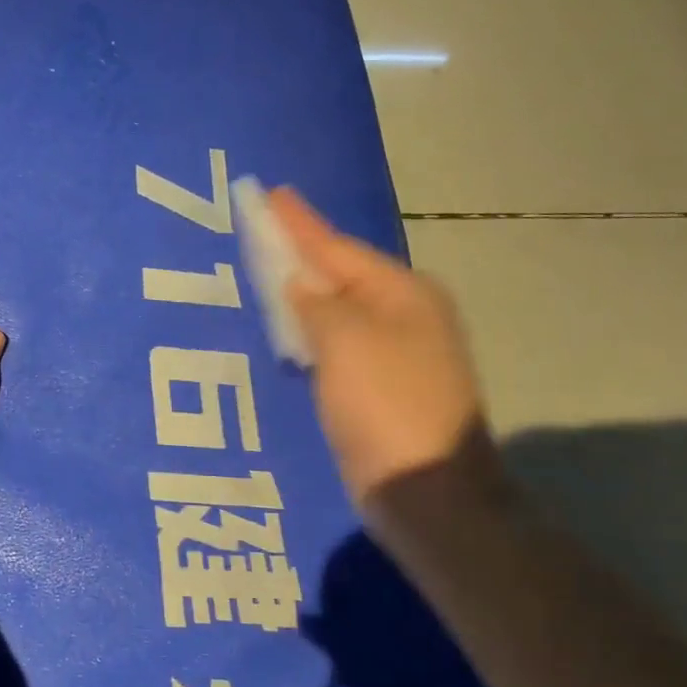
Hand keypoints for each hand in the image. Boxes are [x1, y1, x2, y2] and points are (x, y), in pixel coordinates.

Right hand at [269, 186, 486, 503]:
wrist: (427, 491)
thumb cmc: (386, 405)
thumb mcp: (346, 342)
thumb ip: (316, 304)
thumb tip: (300, 284)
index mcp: (403, 293)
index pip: (337, 248)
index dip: (299, 223)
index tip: (271, 194)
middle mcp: (405, 315)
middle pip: (340, 275)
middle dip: (300, 253)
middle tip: (260, 231)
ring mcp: (396, 354)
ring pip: (338, 310)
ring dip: (303, 293)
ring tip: (266, 272)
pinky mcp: (380, 389)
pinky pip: (336, 344)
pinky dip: (309, 332)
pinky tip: (288, 329)